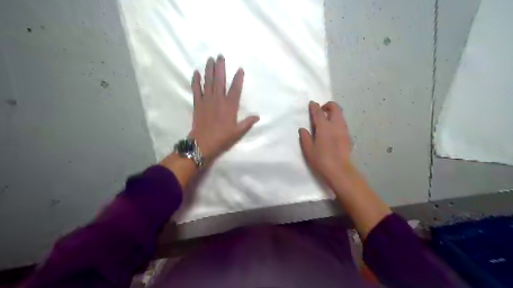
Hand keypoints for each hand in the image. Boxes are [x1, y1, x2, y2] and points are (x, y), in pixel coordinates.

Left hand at [189, 55, 258, 161]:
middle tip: (220, 55)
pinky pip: (196, 89)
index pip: (235, 89)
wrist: (203, 143)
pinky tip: (196, 72)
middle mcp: (218, 99)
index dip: (238, 78)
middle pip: (220, 80)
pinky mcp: (198, 103)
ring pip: (208, 81)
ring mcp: (207, 100)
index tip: (240, 68)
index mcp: (230, 106)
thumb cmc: (222, 138)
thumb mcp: (238, 132)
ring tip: (210, 59)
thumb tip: (258, 116)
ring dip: (209, 69)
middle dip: (220, 67)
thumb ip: (248, 123)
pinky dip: (196, 80)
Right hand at [297, 101, 352, 181]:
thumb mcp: (309, 150)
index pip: (319, 112)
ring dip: (333, 113)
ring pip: (340, 115)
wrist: (340, 171)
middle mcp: (336, 125)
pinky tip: (332, 131)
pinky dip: (337, 121)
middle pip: (335, 108)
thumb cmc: (321, 160)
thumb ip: (305, 138)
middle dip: (328, 105)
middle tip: (321, 110)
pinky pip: (343, 124)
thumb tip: (303, 129)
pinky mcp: (348, 137)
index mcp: (324, 127)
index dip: (314, 107)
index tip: (312, 103)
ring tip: (326, 120)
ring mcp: (344, 130)